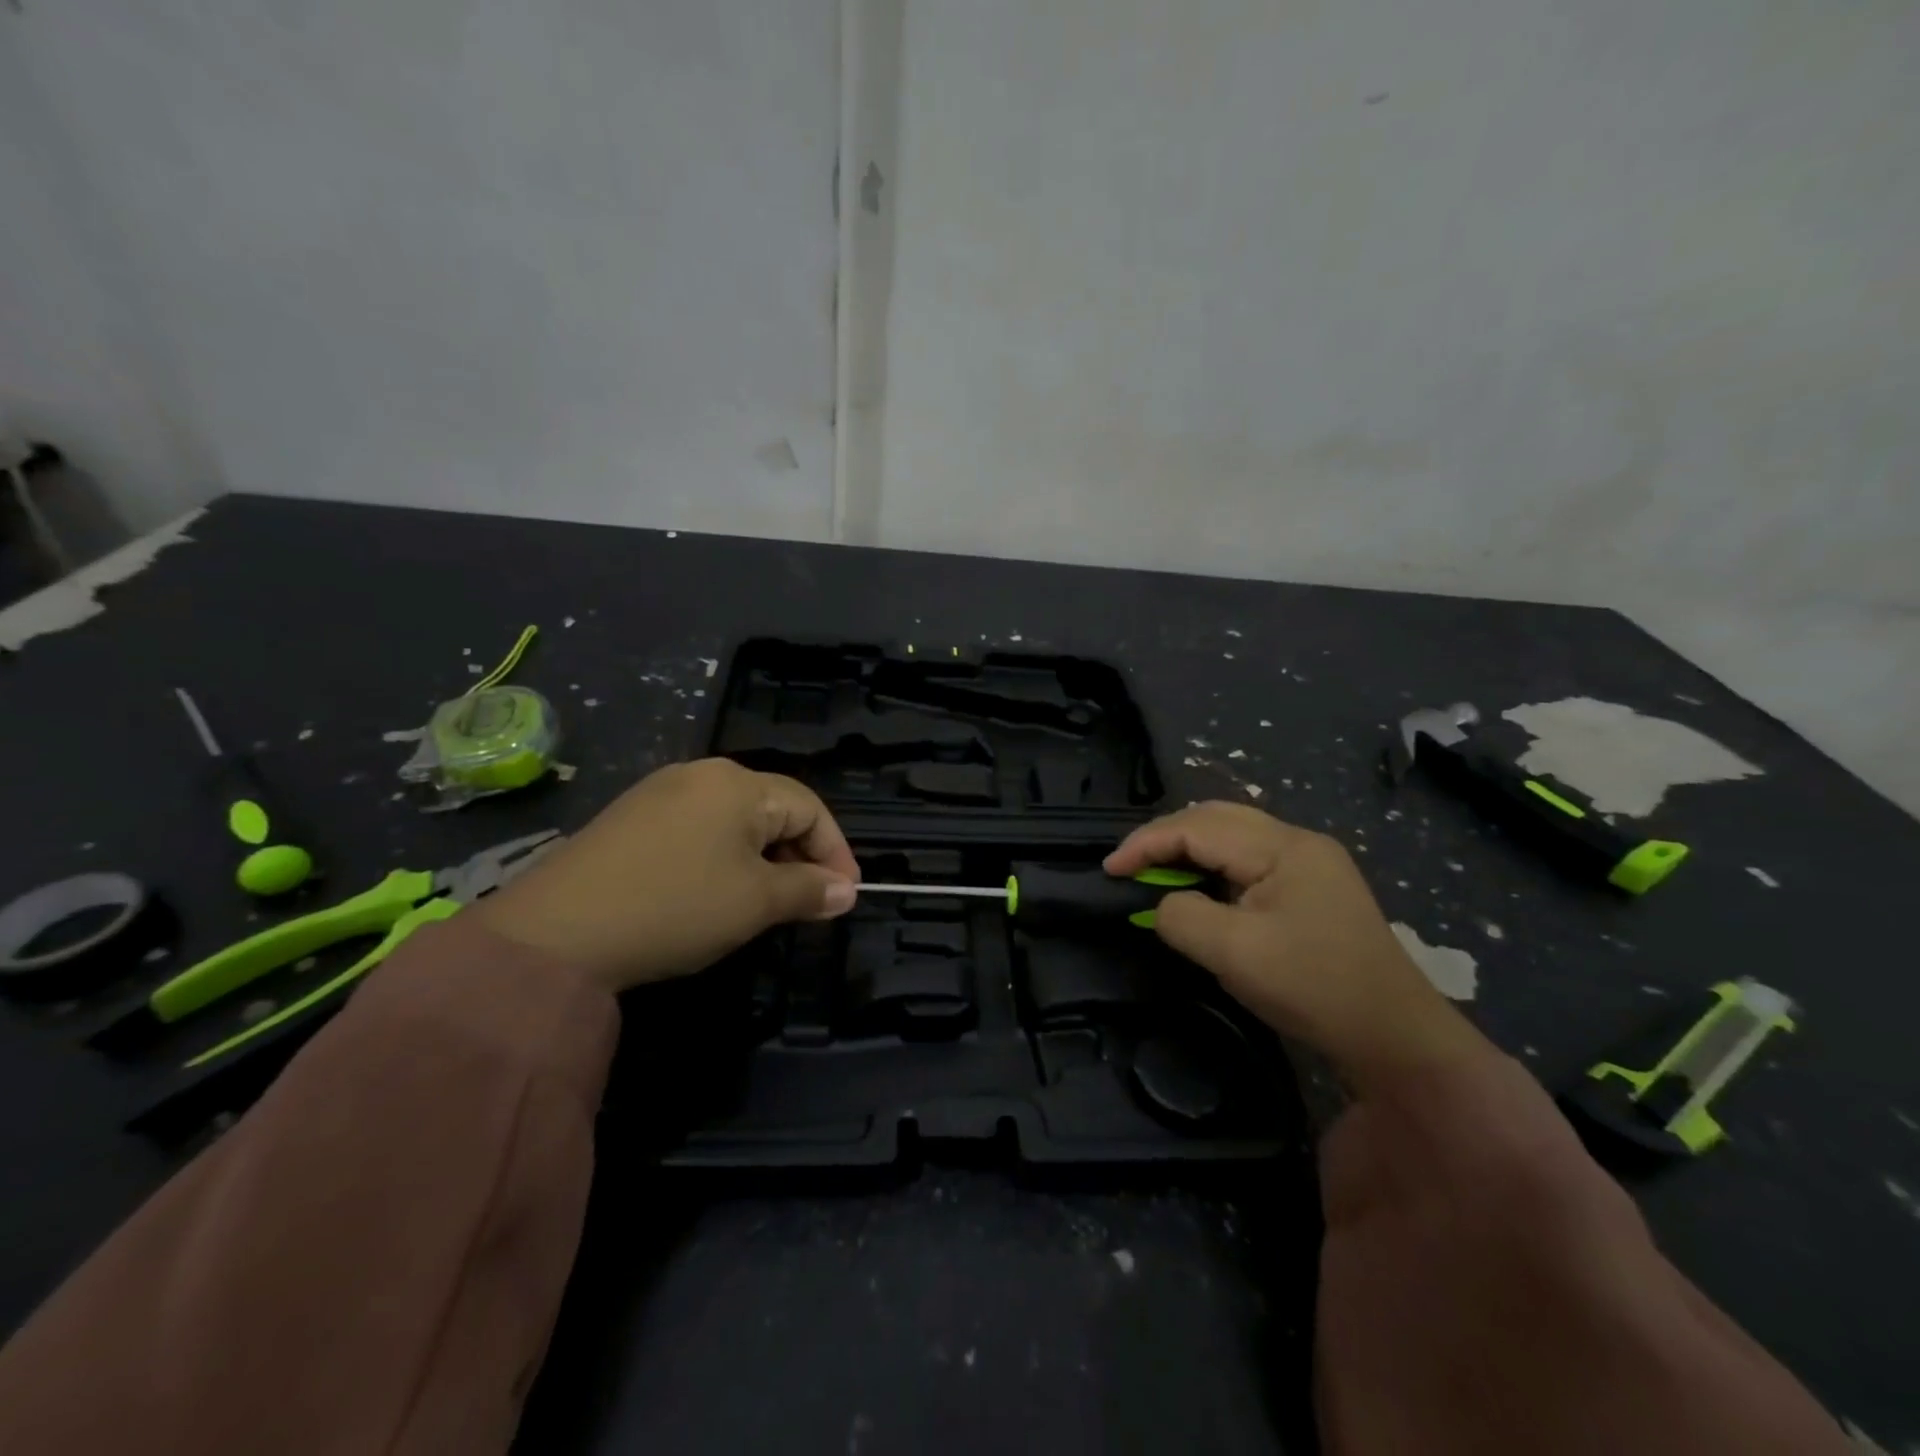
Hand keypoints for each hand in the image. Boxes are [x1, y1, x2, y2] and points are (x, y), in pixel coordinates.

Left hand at [472, 758, 859, 991]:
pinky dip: (723, 858)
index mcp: (738, 784)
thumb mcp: (754, 903)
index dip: (835, 852)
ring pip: (735, 821)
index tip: (845, 896)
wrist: (554, 933)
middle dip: (799, 856)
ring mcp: (660, 792)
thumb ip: (808, 892)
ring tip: (766, 904)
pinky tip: (714, 893)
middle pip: (773, 810)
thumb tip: (846, 892)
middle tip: (808, 904)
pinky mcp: (631, 818)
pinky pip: (699, 829)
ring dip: (763, 859)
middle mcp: (702, 774)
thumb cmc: (675, 907)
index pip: (809, 807)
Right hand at [1105, 802, 1490, 1091]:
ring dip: (1188, 848)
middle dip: (1165, 836)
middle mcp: (1298, 842)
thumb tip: (1164, 903)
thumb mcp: (1234, 954)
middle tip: (1130, 867)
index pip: (1198, 827)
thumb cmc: (1314, 988)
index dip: (1147, 843)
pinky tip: (1201, 888)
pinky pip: (1248, 858)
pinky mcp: (1312, 887)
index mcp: (1283, 847)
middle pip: (1215, 818)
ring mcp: (1310, 863)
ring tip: (1156, 873)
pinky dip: (1212, 866)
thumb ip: (1182, 916)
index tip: (1109, 870)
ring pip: (1232, 835)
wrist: (1395, 1037)